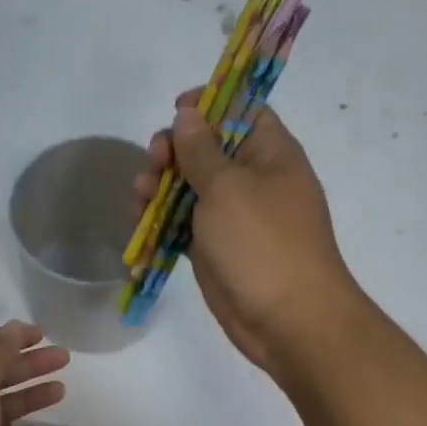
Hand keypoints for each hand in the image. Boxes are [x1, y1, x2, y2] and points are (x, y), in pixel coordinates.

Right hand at [135, 89, 363, 381]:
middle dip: (174, 151)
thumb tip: (188, 113)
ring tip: (139, 197)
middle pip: (207, 150)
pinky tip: (138, 223)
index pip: (242, 110)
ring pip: (190, 190)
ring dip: (160, 188)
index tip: (175, 109)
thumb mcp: (228, 188)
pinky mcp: (217, 251)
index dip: (209, 104)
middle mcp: (253, 180)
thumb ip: (201, 150)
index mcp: (270, 153)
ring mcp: (234, 219)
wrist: (288, 320)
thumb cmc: (262, 244)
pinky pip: (184, 227)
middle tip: (154, 163)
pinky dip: (162, 223)